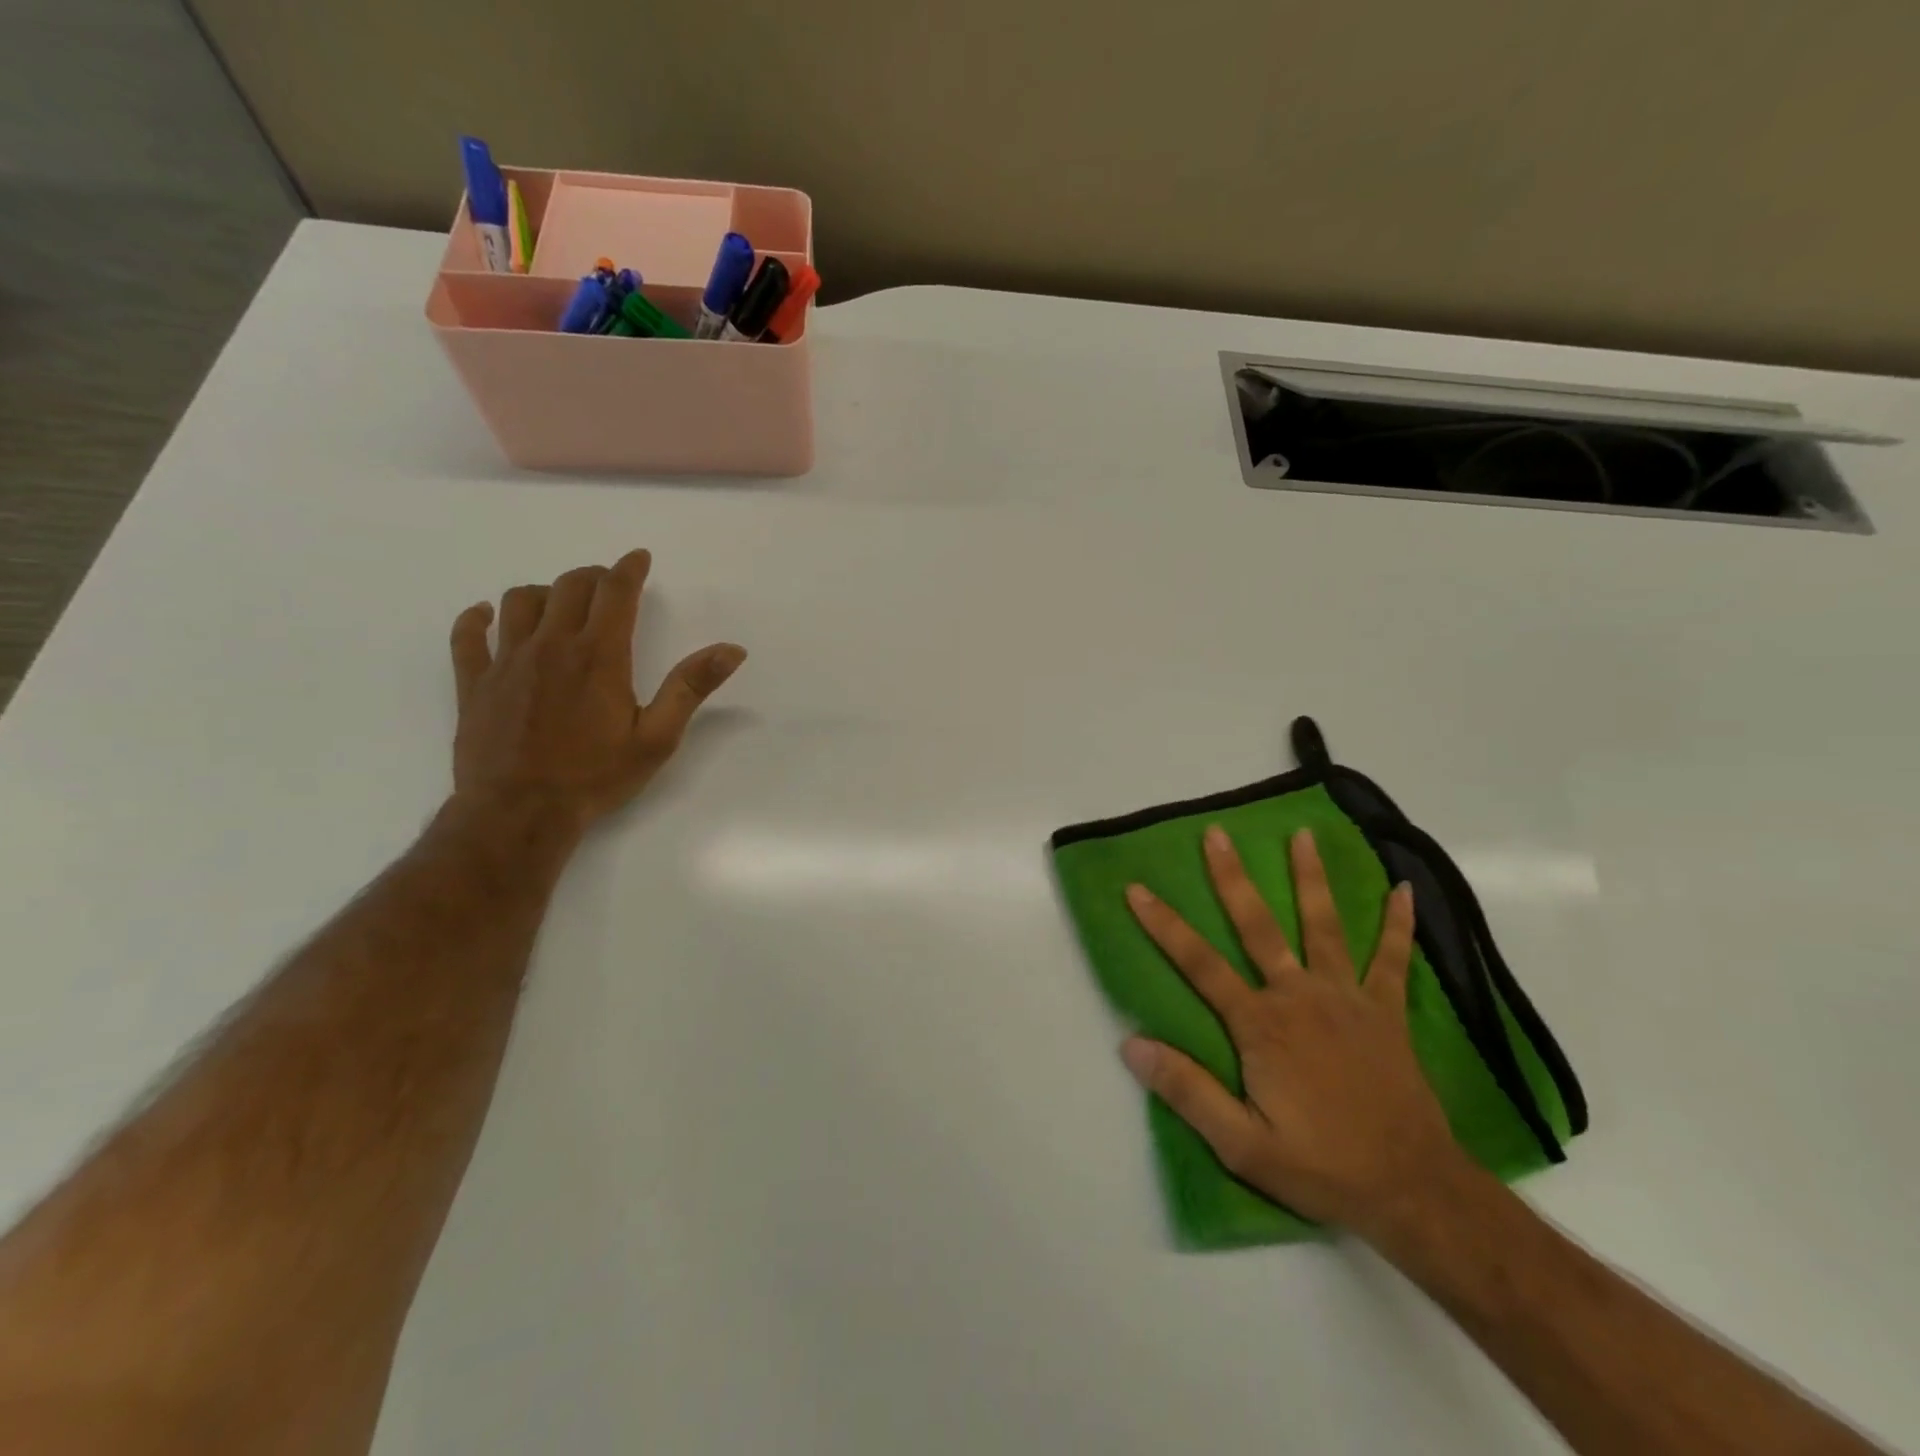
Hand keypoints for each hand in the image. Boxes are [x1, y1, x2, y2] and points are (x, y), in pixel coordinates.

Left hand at [447, 550, 744, 831]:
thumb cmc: (596, 776)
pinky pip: (468, 635)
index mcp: (599, 655)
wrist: (519, 812)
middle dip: (592, 577)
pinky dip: (477, 618)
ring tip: (558, 605)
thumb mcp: (657, 737)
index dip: (628, 569)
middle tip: (607, 586)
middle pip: (568, 587)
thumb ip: (691, 687)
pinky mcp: (474, 683)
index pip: (615, 592)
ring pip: (519, 601)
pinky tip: (486, 617)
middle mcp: (551, 645)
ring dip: (544, 593)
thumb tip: (732, 649)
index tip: (638, 558)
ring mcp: (507, 661)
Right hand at [1120, 825, 1466, 1236]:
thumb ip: (1187, 1091)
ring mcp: (1347, 999)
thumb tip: (1130, 1044)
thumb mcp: (1242, 1145)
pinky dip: (1398, 925)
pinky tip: (1404, 890)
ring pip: (1323, 926)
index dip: (1165, 926)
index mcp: (1261, 1025)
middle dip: (1233, 878)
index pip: (1200, 965)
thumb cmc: (1322, 1168)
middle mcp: (1299, 996)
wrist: (1414, 1191)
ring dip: (1311, 878)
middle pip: (1258, 926)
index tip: (1138, 889)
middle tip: (1216, 834)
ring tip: (1303, 834)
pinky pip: (1392, 960)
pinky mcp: (1386, 1012)